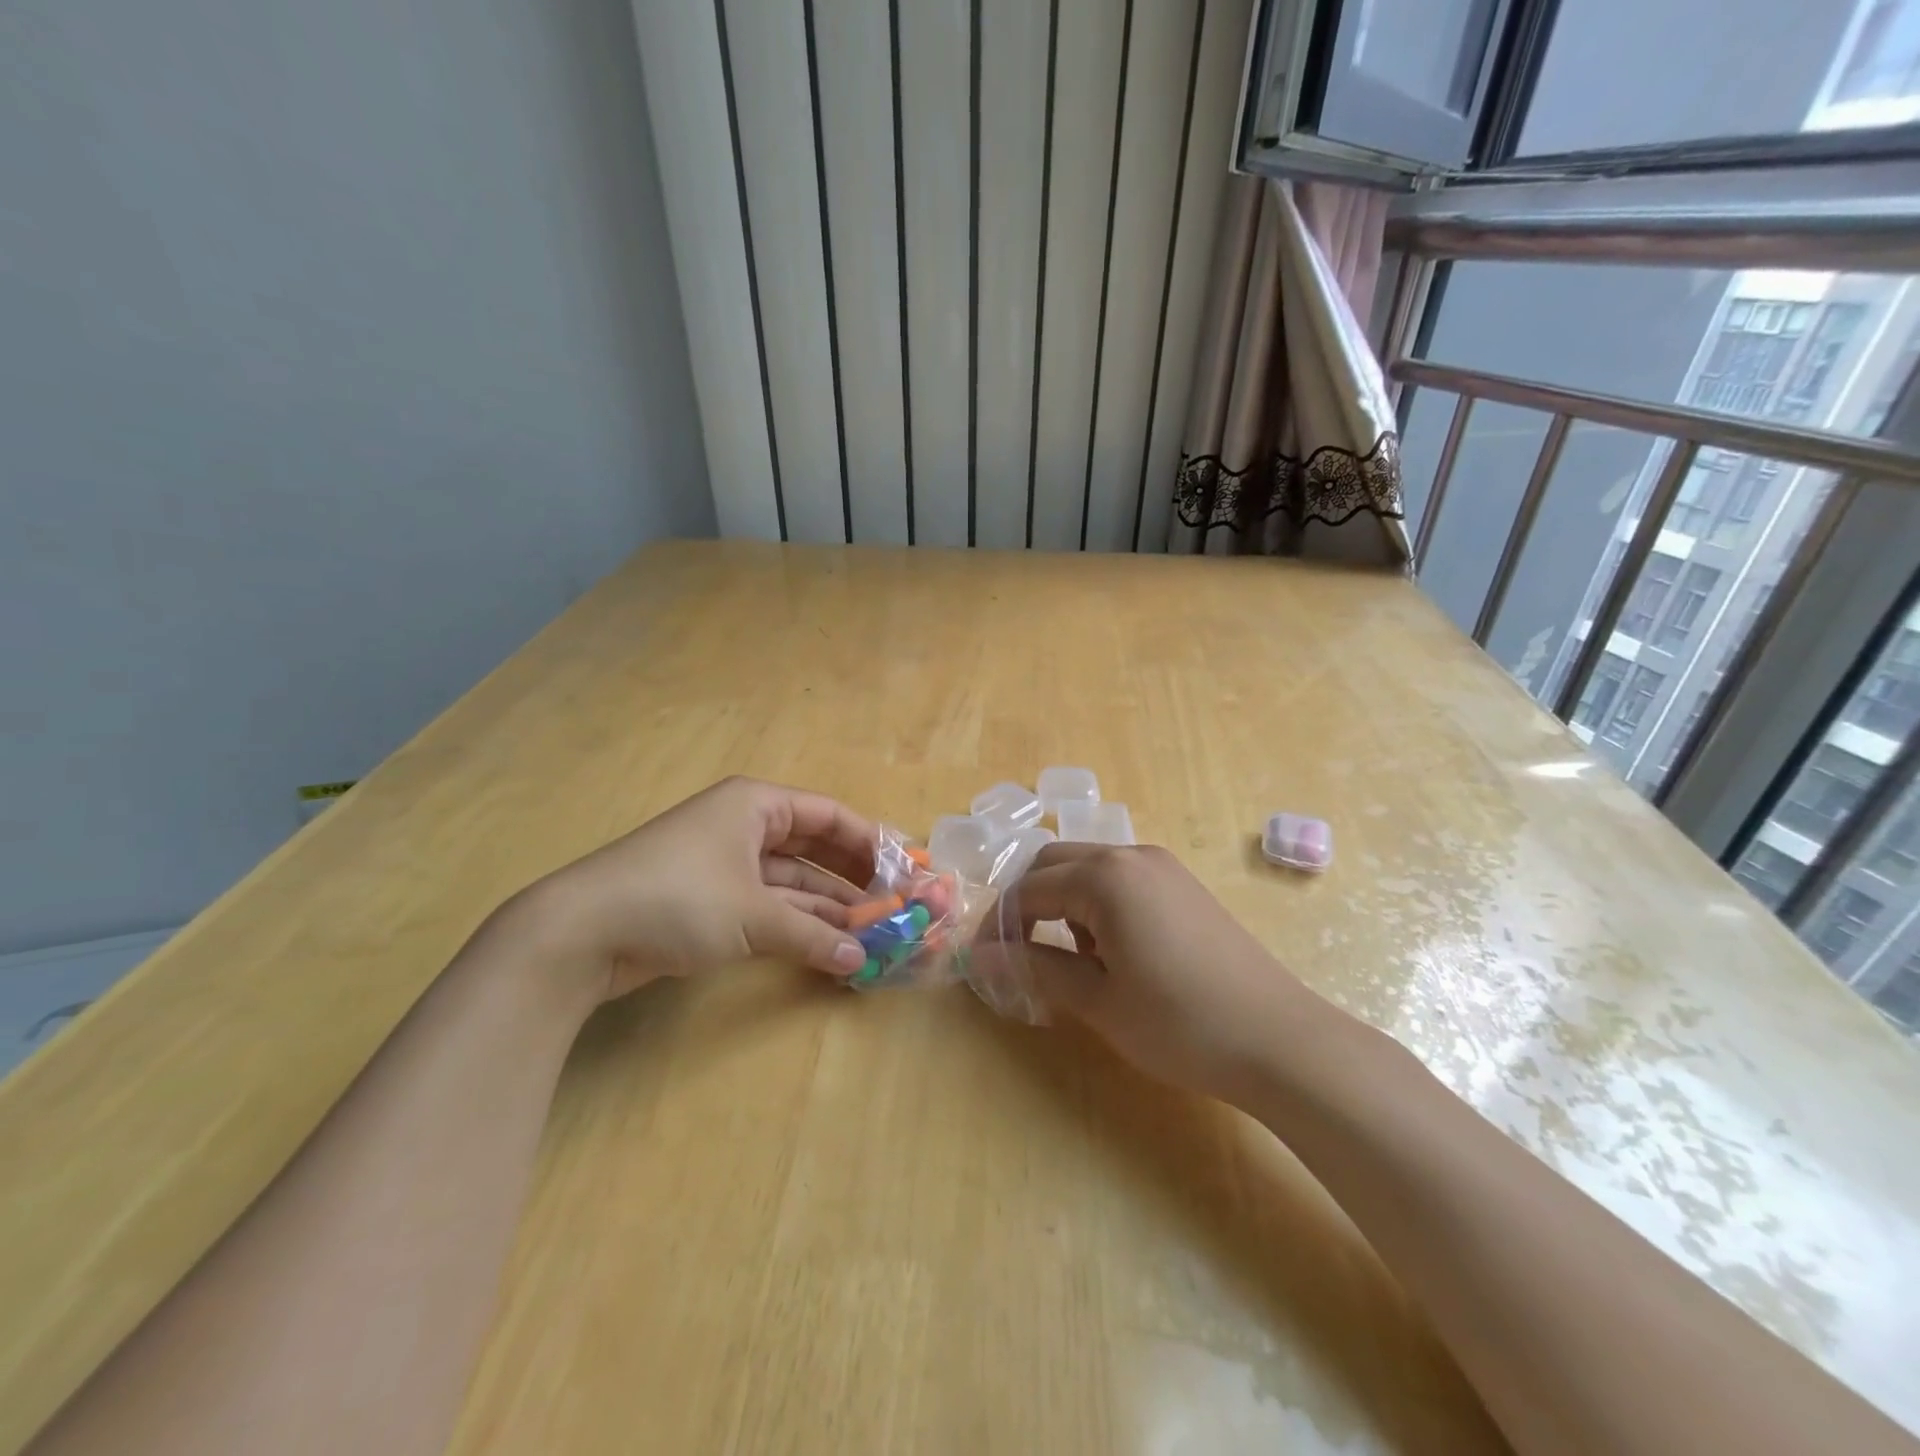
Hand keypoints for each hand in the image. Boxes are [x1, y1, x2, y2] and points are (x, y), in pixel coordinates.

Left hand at [512, 776, 876, 1002]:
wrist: (580, 932)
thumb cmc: (678, 897)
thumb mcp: (753, 915)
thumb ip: (812, 936)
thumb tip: (861, 961)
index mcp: (756, 805)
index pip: (829, 816)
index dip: (869, 842)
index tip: (903, 871)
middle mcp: (745, 826)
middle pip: (814, 848)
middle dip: (852, 879)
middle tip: (892, 907)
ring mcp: (727, 865)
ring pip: (793, 881)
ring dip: (827, 907)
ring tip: (870, 935)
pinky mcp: (711, 901)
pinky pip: (769, 905)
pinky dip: (797, 924)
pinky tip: (829, 946)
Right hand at [1004, 844, 1317, 1103]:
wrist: (1280, 1041)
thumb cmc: (1180, 1023)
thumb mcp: (1098, 1000)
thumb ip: (1035, 969)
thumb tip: (981, 958)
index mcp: (1105, 877)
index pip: (1028, 890)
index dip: (999, 925)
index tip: (983, 962)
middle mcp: (1131, 855)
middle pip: (1054, 863)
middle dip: (1027, 903)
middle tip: (1018, 953)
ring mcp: (1162, 866)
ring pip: (1088, 868)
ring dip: (1063, 901)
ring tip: (1071, 958)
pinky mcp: (1183, 884)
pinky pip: (1120, 878)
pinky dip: (1097, 903)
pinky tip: (1113, 950)